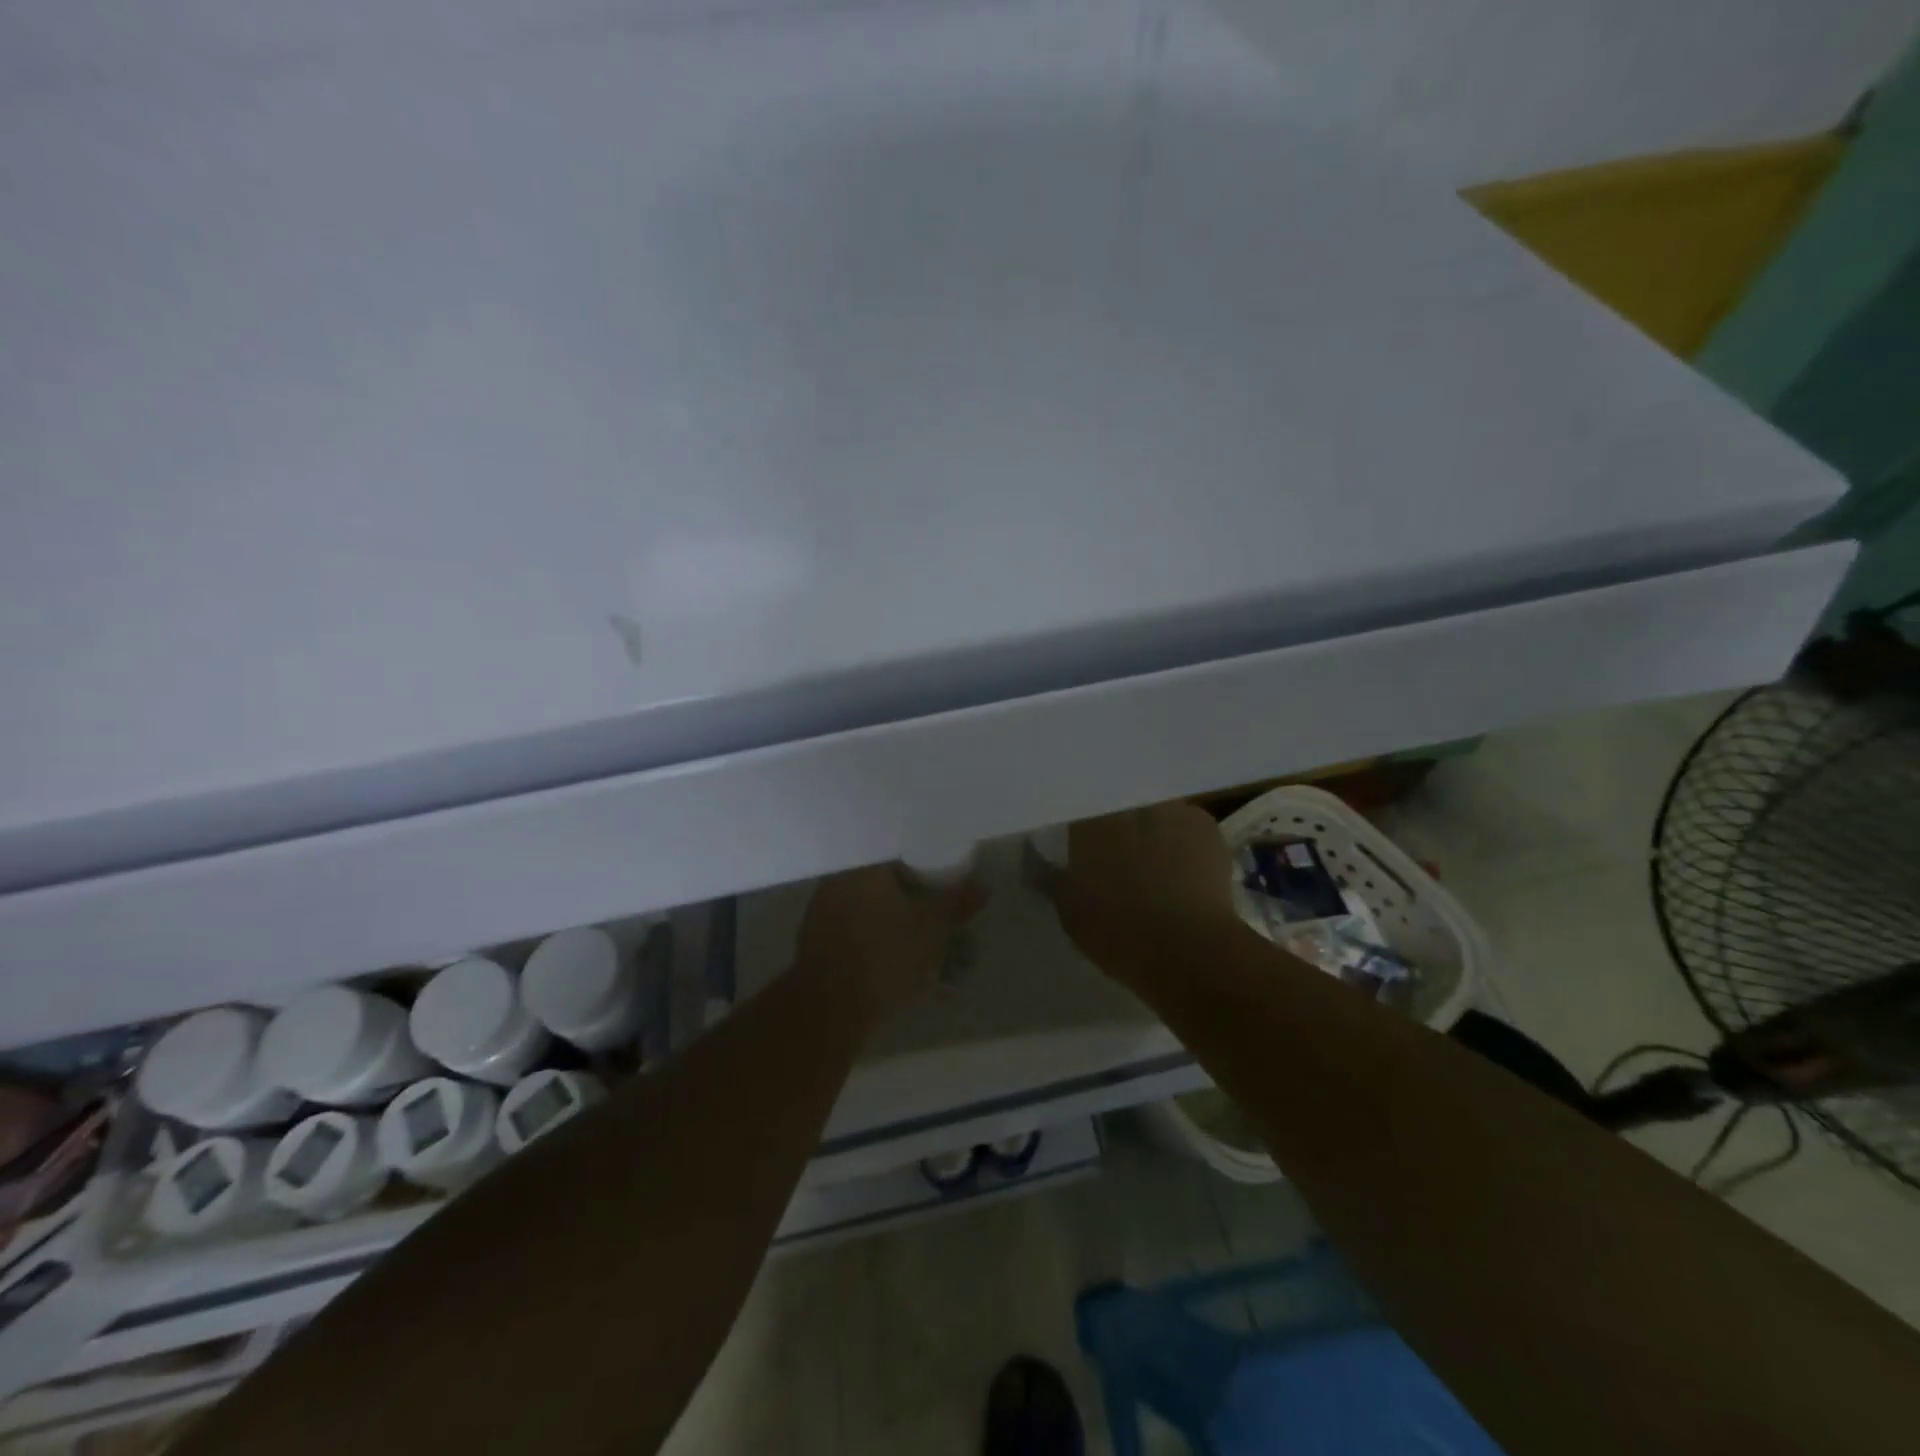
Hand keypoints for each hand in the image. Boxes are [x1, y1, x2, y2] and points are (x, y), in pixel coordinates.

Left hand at [794, 864, 984, 1026]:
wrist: (830, 1011)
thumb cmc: (884, 957)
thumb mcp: (932, 928)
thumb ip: (957, 902)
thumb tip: (983, 884)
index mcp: (862, 866)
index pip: (897, 850)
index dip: (922, 860)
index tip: (940, 873)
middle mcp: (837, 880)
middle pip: (881, 875)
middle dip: (907, 888)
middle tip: (933, 902)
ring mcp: (821, 910)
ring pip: (866, 902)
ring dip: (890, 912)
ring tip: (916, 930)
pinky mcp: (816, 940)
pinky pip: (853, 925)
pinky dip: (873, 933)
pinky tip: (891, 950)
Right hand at [1031, 803, 1238, 986]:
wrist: (1190, 951)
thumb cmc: (1118, 933)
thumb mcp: (1070, 912)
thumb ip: (1050, 878)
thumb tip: (1033, 857)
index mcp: (1089, 822)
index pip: (1077, 807)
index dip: (1078, 823)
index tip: (1078, 840)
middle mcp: (1129, 806)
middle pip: (1117, 804)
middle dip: (1116, 820)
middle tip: (1115, 848)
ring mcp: (1171, 810)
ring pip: (1153, 809)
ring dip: (1150, 823)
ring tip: (1153, 853)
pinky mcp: (1206, 826)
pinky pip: (1187, 822)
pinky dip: (1182, 837)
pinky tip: (1185, 863)